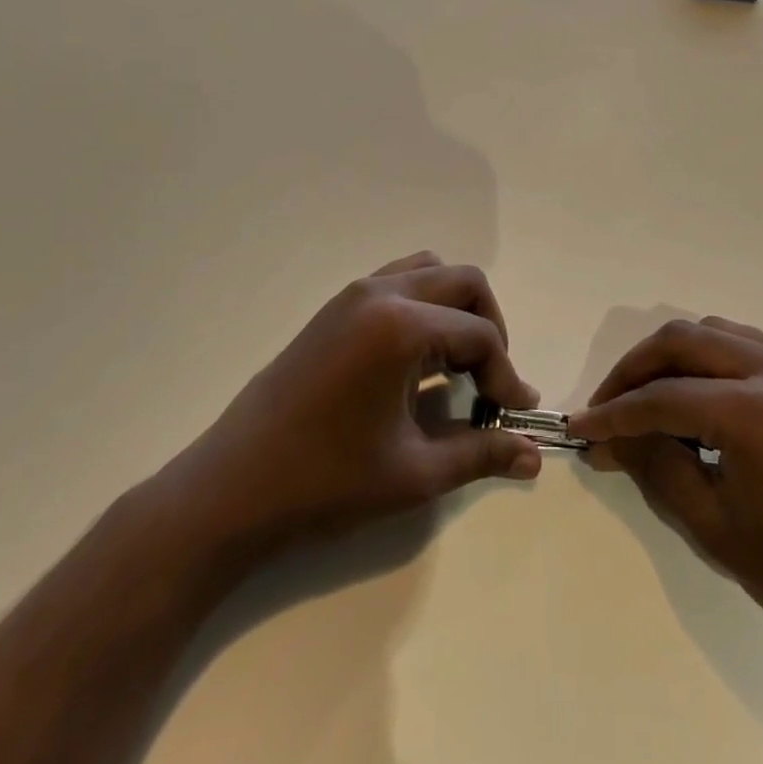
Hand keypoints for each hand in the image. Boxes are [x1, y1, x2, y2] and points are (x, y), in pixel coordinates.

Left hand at [155, 253, 542, 566]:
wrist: (230, 492)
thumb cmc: (324, 483)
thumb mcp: (414, 473)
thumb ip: (481, 454)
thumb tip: (533, 454)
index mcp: (401, 325)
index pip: (480, 334)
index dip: (506, 375)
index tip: (514, 416)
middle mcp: (381, 293)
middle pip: (464, 282)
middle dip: (490, 327)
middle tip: (490, 382)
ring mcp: (353, 295)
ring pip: (430, 271)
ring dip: (456, 308)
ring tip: (457, 364)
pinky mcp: (335, 308)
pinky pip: (398, 282)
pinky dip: (424, 306)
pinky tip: (418, 360)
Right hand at [571, 317, 762, 653]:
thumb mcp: (712, 524)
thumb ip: (654, 466)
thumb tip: (608, 436)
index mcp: (755, 411)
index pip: (663, 398)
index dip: (614, 414)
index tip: (579, 427)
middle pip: (683, 341)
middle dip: (635, 369)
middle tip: (607, 407)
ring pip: (713, 332)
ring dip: (672, 358)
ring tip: (646, 400)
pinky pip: (745, 344)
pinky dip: (710, 360)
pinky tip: (697, 398)